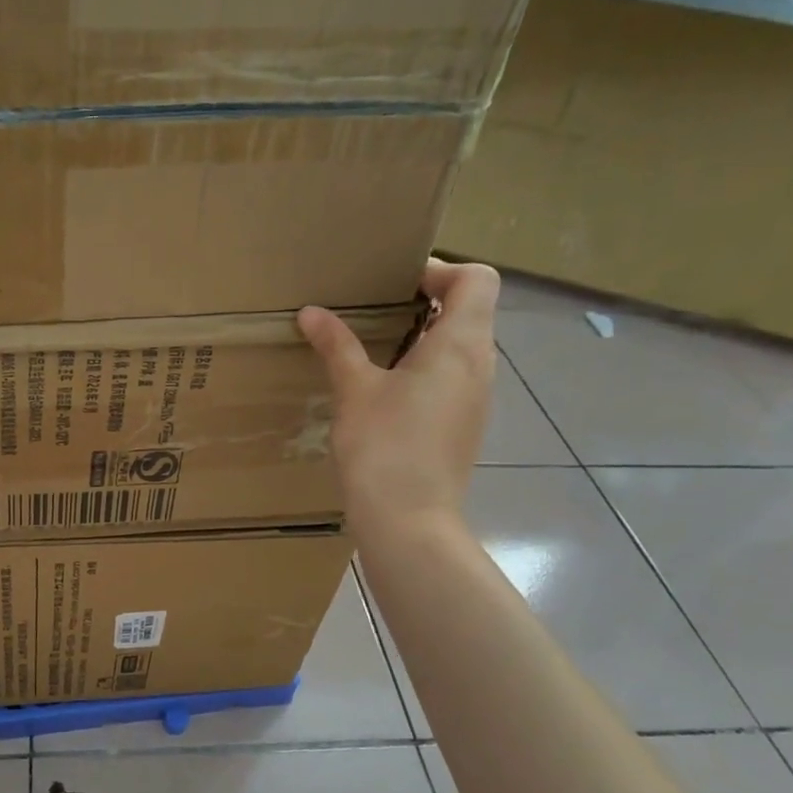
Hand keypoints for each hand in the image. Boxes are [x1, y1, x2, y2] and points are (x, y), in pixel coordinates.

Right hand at [298, 259, 500, 527]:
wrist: (409, 521)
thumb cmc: (384, 446)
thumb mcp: (354, 390)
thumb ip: (337, 345)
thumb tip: (311, 312)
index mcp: (460, 344)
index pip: (476, 279)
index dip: (440, 271)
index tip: (395, 285)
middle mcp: (480, 365)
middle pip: (470, 310)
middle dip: (425, 302)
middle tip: (374, 311)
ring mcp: (477, 398)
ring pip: (461, 347)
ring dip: (424, 338)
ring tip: (374, 349)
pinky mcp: (465, 425)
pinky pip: (453, 378)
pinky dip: (426, 369)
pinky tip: (385, 391)